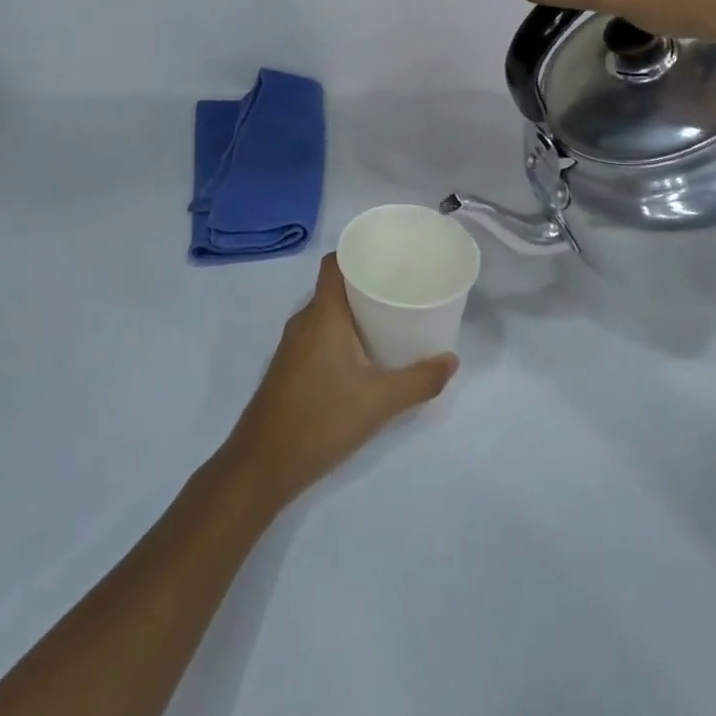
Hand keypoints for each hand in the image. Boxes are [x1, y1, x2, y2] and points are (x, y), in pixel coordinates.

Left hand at [222, 254, 457, 510]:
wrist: (263, 463)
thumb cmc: (322, 418)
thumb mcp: (380, 401)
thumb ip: (420, 380)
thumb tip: (451, 361)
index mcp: (323, 314)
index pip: (334, 263)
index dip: (358, 252)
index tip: (388, 256)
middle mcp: (303, 321)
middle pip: (334, 287)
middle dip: (365, 284)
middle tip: (401, 289)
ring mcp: (291, 345)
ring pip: (325, 314)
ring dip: (353, 312)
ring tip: (388, 319)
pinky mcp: (288, 368)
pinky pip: (317, 335)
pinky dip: (340, 334)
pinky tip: (362, 355)